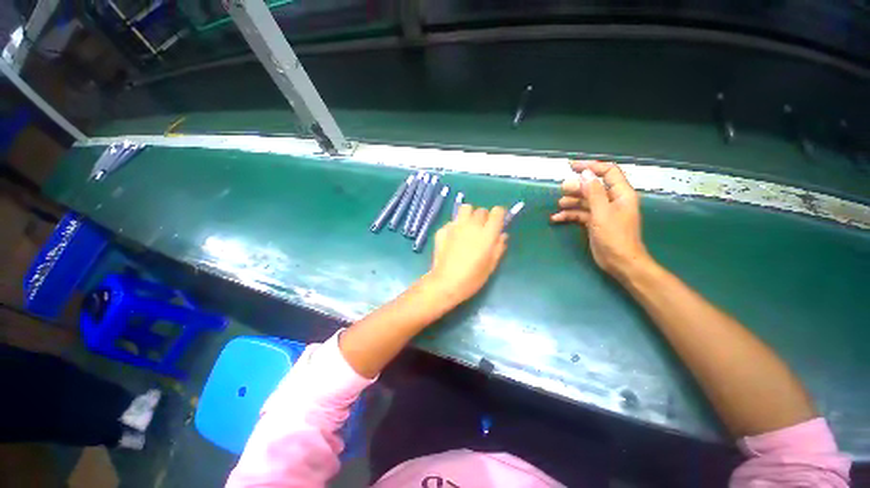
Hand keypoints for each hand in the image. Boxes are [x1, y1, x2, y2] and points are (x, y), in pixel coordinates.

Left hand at [425, 204, 508, 305]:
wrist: (445, 283)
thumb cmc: (472, 278)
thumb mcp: (491, 266)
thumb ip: (499, 247)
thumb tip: (502, 235)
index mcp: (486, 234)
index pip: (497, 212)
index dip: (500, 215)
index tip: (499, 222)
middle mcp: (471, 225)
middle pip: (481, 210)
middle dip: (484, 217)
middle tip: (482, 230)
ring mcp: (455, 226)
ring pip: (465, 209)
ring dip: (469, 215)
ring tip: (468, 227)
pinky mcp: (442, 230)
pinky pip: (452, 222)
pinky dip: (455, 226)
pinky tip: (453, 238)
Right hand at [551, 160, 650, 278]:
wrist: (619, 262)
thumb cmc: (615, 237)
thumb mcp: (602, 213)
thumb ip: (593, 192)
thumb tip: (585, 173)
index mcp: (620, 193)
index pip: (607, 172)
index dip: (591, 166)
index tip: (572, 166)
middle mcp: (612, 200)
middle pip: (593, 186)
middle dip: (577, 186)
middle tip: (562, 189)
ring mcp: (602, 212)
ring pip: (584, 200)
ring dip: (571, 201)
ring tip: (559, 204)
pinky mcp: (594, 222)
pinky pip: (580, 214)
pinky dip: (568, 215)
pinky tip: (556, 218)